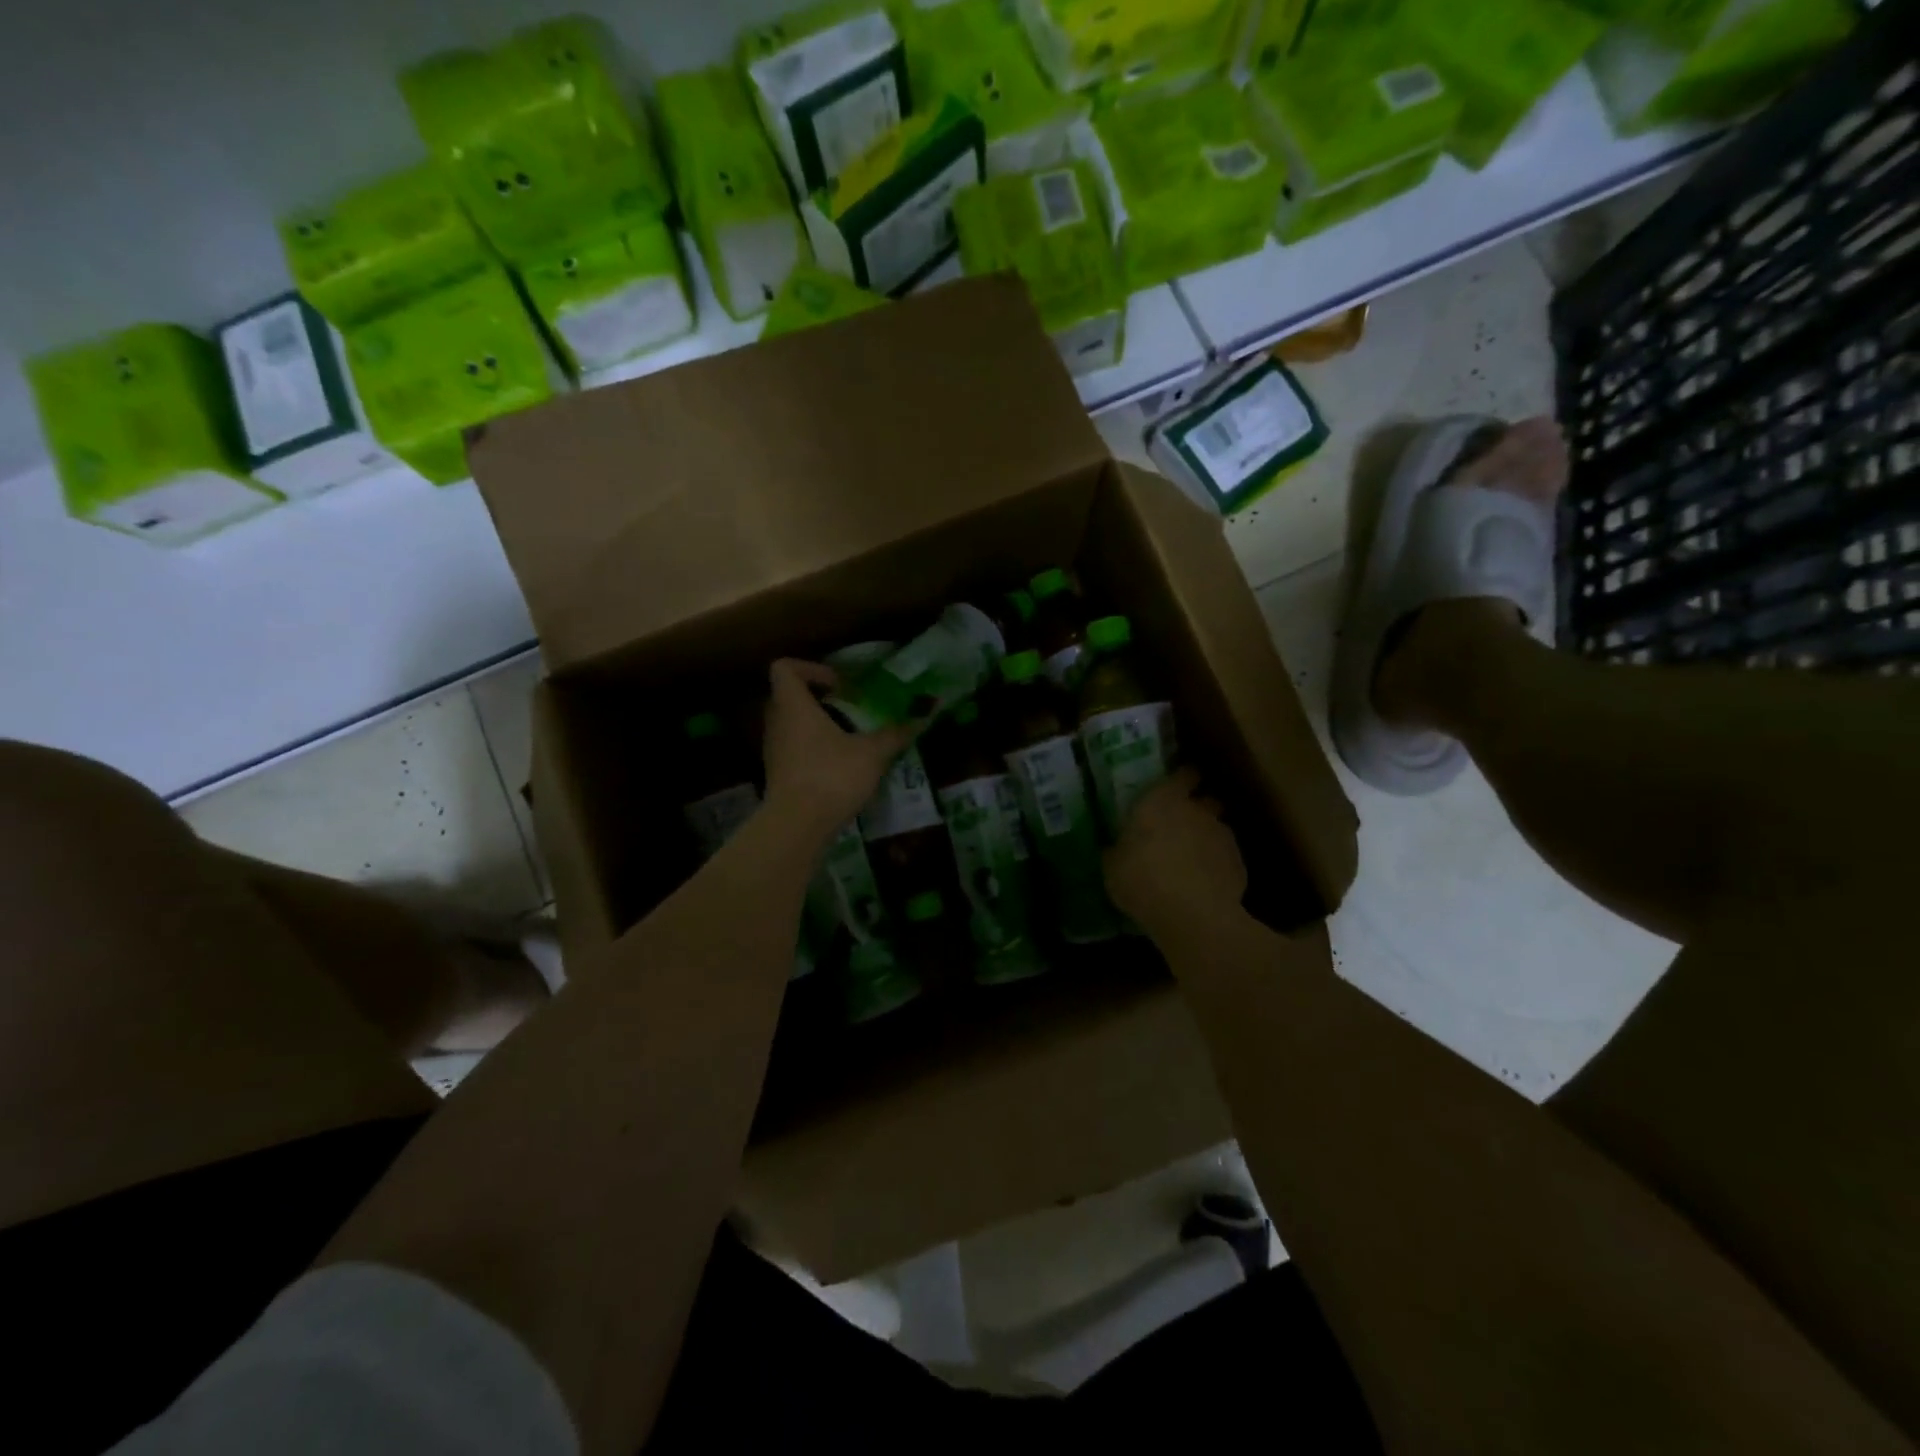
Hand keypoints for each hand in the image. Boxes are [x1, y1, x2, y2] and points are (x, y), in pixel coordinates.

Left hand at [762, 660, 916, 839]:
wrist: (797, 826)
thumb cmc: (831, 776)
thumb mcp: (872, 753)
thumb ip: (895, 733)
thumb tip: (925, 716)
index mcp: (793, 706)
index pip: (784, 668)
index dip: (810, 668)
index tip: (839, 685)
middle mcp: (777, 723)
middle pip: (788, 697)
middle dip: (818, 699)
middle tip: (849, 709)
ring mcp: (773, 751)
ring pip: (791, 725)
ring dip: (816, 726)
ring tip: (848, 739)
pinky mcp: (777, 776)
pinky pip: (793, 750)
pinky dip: (813, 751)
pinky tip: (839, 766)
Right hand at [1104, 768, 1246, 941]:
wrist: (1194, 916)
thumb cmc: (1142, 880)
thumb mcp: (1112, 867)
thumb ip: (1118, 849)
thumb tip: (1116, 847)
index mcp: (1162, 800)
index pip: (1182, 774)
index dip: (1182, 778)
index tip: (1175, 786)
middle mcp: (1197, 810)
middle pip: (1205, 799)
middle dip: (1197, 808)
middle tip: (1180, 826)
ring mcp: (1222, 835)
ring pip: (1217, 828)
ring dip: (1206, 839)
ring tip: (1192, 861)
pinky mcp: (1239, 863)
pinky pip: (1226, 857)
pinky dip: (1217, 865)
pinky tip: (1204, 885)